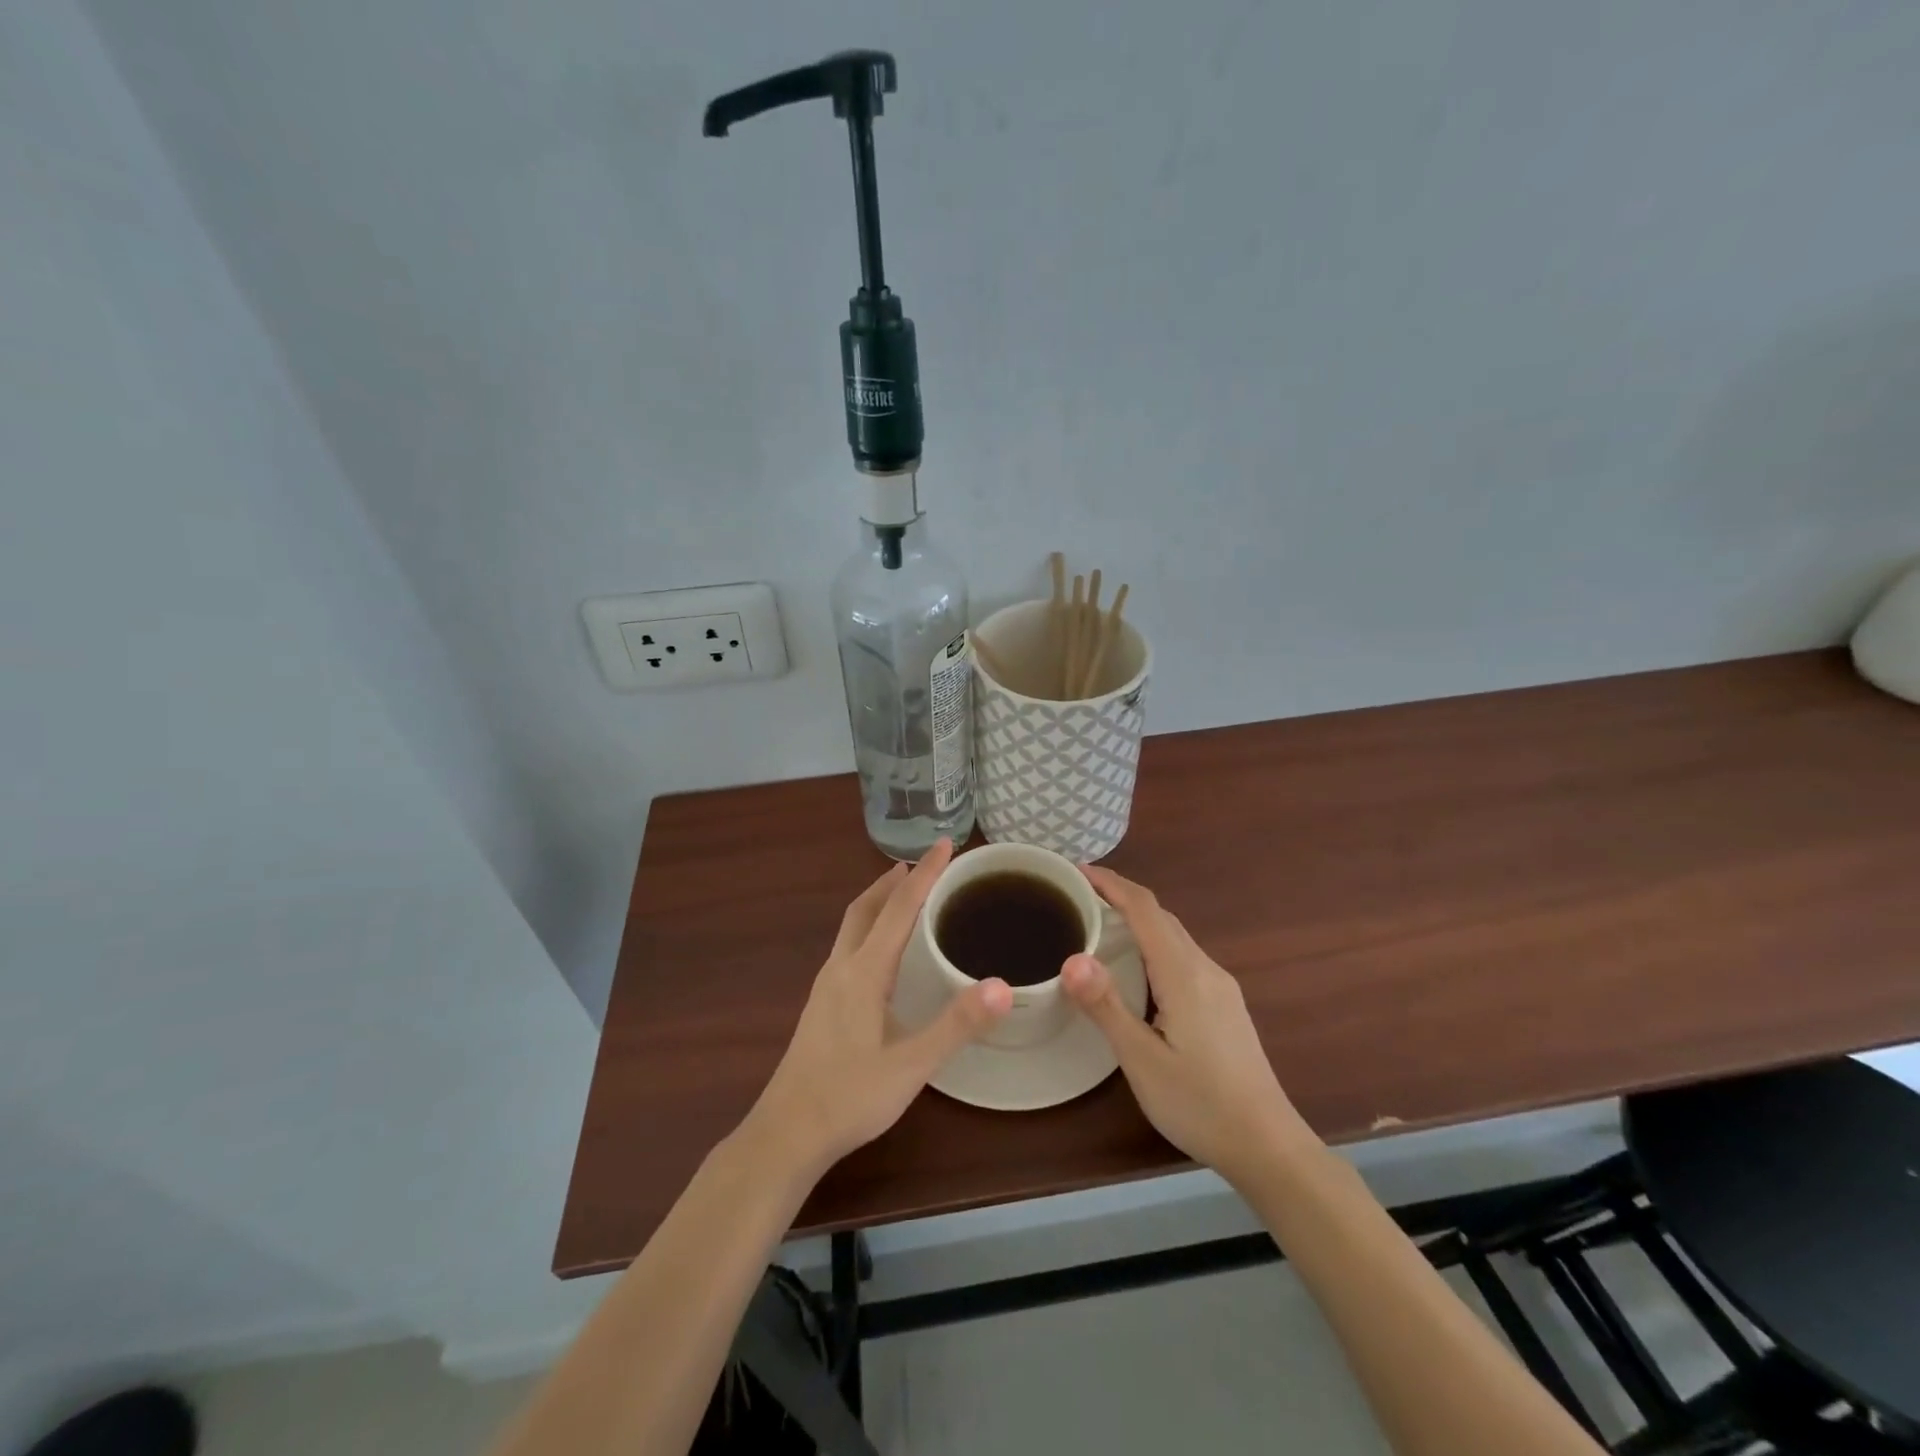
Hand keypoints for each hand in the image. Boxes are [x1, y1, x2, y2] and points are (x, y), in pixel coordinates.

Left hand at [743, 840, 1011, 1177]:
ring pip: (853, 926)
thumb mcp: (911, 1065)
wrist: (786, 1134)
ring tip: (904, 894)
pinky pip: (849, 946)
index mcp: (864, 971)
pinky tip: (881, 952)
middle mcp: (841, 967)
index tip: (946, 843)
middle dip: (895, 880)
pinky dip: (870, 927)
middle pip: (866, 907)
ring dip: (879, 901)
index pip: (899, 907)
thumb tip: (1003, 986)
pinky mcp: (822, 1004)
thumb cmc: (849, 1097)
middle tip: (925, 864)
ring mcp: (826, 986)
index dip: (924, 873)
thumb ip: (957, 1025)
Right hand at [1063, 866, 1315, 1187]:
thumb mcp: (1142, 1060)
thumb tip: (1071, 958)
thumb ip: (1107, 1007)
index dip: (1110, 883)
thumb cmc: (1200, 1104)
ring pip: (1174, 935)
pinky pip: (1183, 955)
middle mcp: (1205, 969)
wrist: (1269, 1146)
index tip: (1075, 871)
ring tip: (1099, 923)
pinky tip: (1137, 966)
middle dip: (1120, 896)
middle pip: (1161, 916)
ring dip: (1138, 919)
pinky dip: (1153, 942)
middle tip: (1077, 896)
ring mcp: (1220, 986)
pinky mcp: (1225, 1005)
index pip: (1144, 909)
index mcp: (1184, 974)